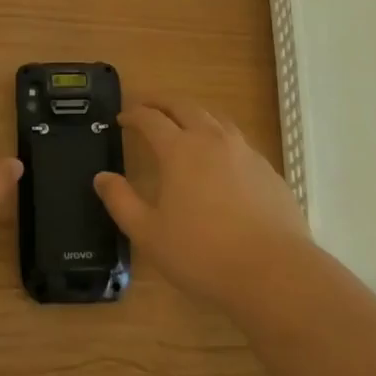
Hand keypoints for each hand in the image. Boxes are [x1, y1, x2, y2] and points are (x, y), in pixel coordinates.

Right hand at [94, 100, 312, 308]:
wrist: (274, 272)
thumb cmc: (203, 254)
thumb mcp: (149, 234)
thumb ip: (121, 202)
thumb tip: (101, 177)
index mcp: (179, 149)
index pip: (150, 118)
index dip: (133, 115)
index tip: (121, 119)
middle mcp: (211, 139)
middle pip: (183, 106)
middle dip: (161, 102)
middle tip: (147, 108)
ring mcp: (244, 151)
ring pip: (214, 118)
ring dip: (193, 114)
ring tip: (184, 125)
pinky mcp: (267, 169)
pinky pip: (238, 141)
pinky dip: (220, 139)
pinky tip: (220, 161)